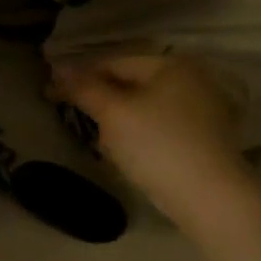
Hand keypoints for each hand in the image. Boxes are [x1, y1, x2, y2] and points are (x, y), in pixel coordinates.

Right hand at [49, 55, 257, 232]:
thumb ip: (84, 88)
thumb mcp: (113, 113)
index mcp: (171, 64)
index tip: (50, 93)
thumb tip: (58, 68)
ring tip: (102, 142)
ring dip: (120, 121)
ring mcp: (205, 109)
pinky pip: (163, 127)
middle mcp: (193, 79)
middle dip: (101, 100)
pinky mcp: (208, 138)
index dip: (79, 77)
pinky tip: (131, 154)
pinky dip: (142, 135)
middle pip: (132, 84)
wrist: (211, 198)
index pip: (114, 63)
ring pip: (147, 107)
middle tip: (74, 118)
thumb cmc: (157, 145)